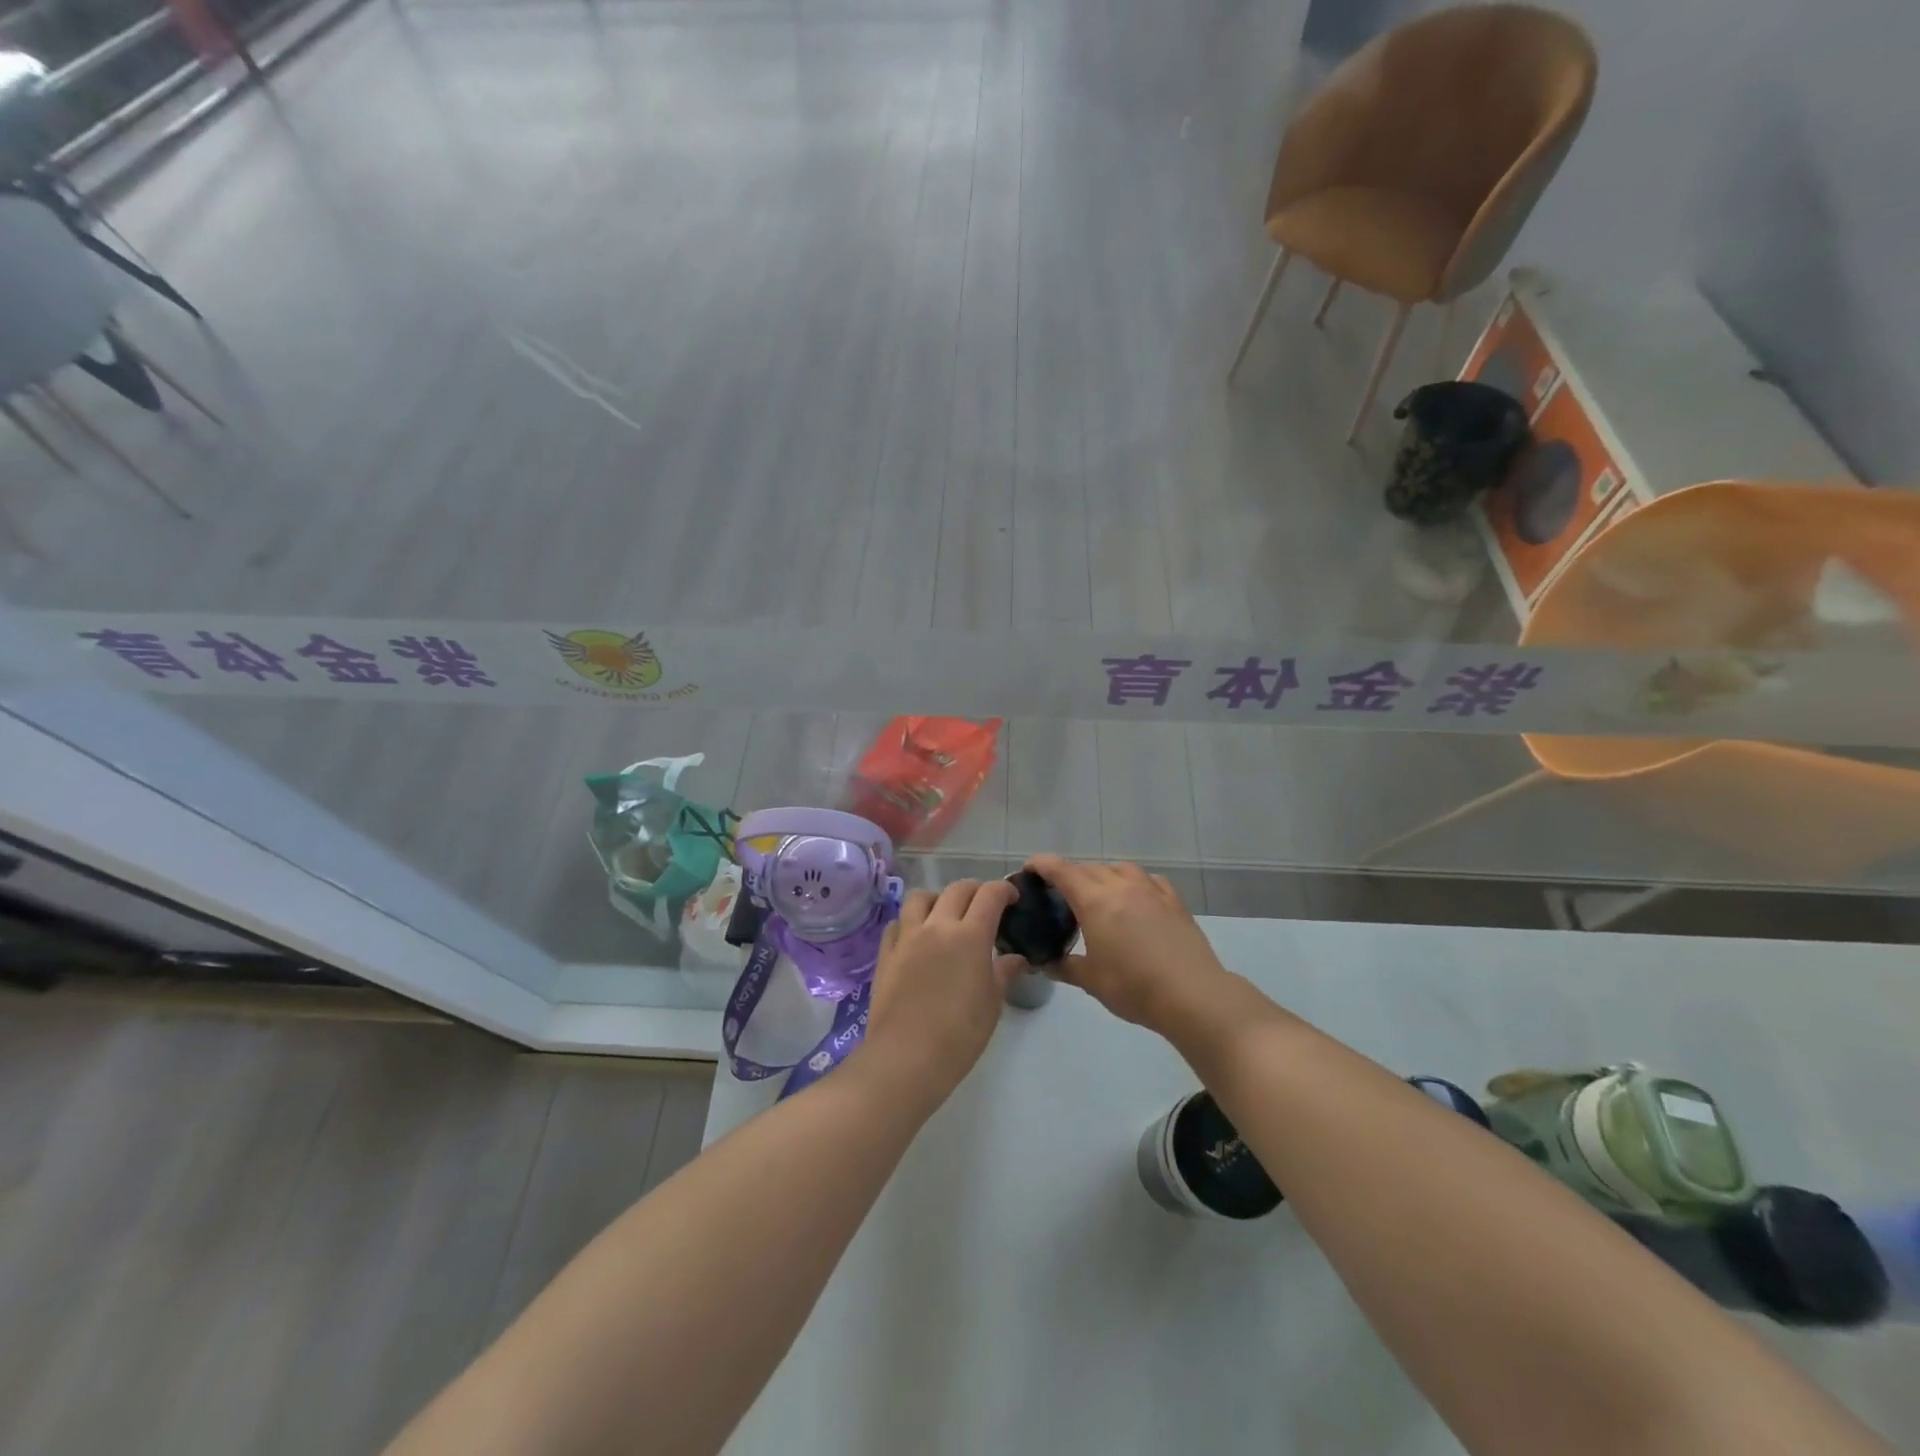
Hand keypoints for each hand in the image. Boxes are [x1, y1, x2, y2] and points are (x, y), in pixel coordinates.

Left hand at [858, 879, 1022, 1103]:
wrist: (906, 1058)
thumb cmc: (959, 1034)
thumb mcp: (992, 1003)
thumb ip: (1004, 972)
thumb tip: (1016, 958)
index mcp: (970, 935)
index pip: (990, 895)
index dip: (1004, 890)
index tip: (1013, 897)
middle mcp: (937, 926)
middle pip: (957, 889)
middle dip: (976, 890)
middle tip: (985, 905)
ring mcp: (907, 937)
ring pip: (921, 897)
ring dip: (938, 898)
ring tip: (946, 915)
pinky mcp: (885, 953)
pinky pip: (897, 923)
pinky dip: (910, 921)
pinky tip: (917, 937)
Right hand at [1025, 856, 1231, 1031]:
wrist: (1192, 995)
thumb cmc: (1134, 987)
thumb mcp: (1091, 981)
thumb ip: (1065, 967)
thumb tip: (1046, 964)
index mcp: (1095, 902)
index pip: (1061, 871)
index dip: (1042, 864)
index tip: (1030, 868)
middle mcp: (1121, 886)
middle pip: (1089, 868)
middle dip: (1071, 875)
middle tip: (1062, 894)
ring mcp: (1151, 890)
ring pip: (1120, 868)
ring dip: (1104, 875)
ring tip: (1100, 894)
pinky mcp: (1174, 900)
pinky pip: (1148, 879)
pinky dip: (1134, 882)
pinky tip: (1137, 898)